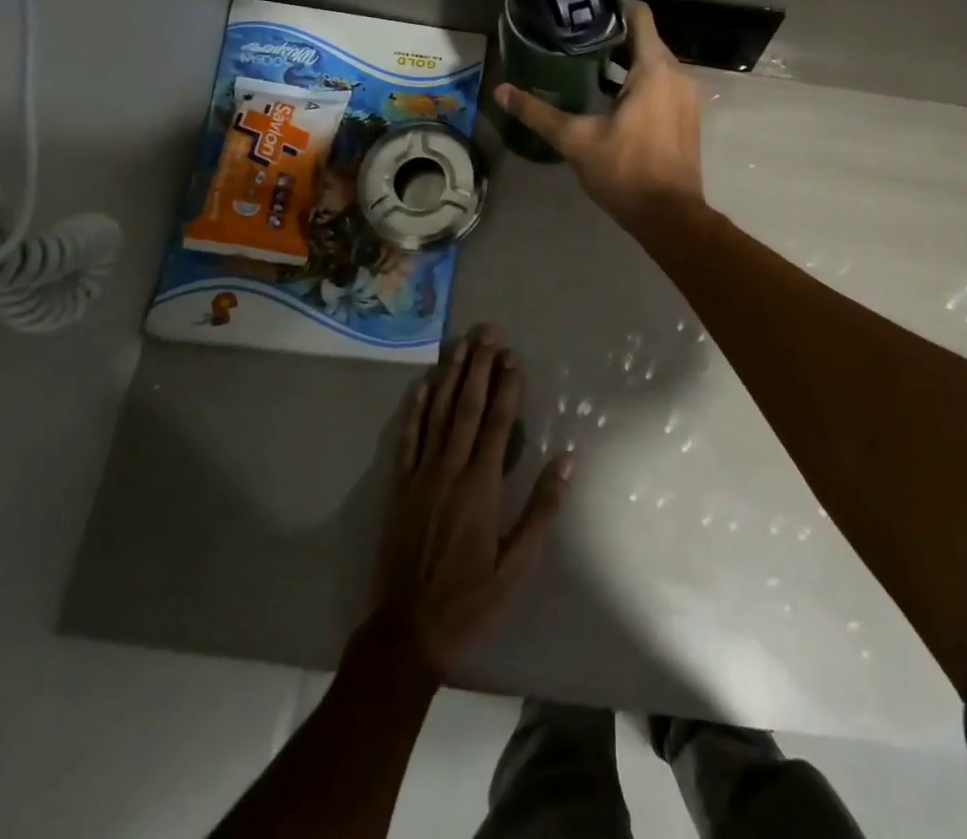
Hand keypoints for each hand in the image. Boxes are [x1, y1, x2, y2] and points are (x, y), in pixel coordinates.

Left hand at [370, 326, 571, 678]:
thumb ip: (541, 510)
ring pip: (437, 414)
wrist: (405, 633)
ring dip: (450, 376)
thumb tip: (568, 460)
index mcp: (481, 487)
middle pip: (466, 407)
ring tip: (460, 344)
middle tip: (487, 332)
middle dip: (479, 367)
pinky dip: (415, 410)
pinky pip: (407, 439)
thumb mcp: (516, 567)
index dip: (506, 386)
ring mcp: (420, 476)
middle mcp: (450, 471)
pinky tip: (422, 385)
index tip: (513, 356)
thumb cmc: (469, 602)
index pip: (497, 423)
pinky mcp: (399, 488)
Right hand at [495, 0, 704, 233]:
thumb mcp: (576, 140)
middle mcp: (678, 74)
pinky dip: (638, 81)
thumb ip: (538, 113)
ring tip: (584, 62)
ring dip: (623, 61)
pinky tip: (608, 95)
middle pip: (645, 39)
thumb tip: (501, 91)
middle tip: (573, 36)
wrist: (670, 216)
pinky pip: (662, 84)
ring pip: (654, 64)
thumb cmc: (625, 171)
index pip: (639, 16)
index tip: (583, 7)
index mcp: (655, 69)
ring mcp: (686, 96)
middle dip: (611, 35)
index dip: (612, 5)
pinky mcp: (686, 116)